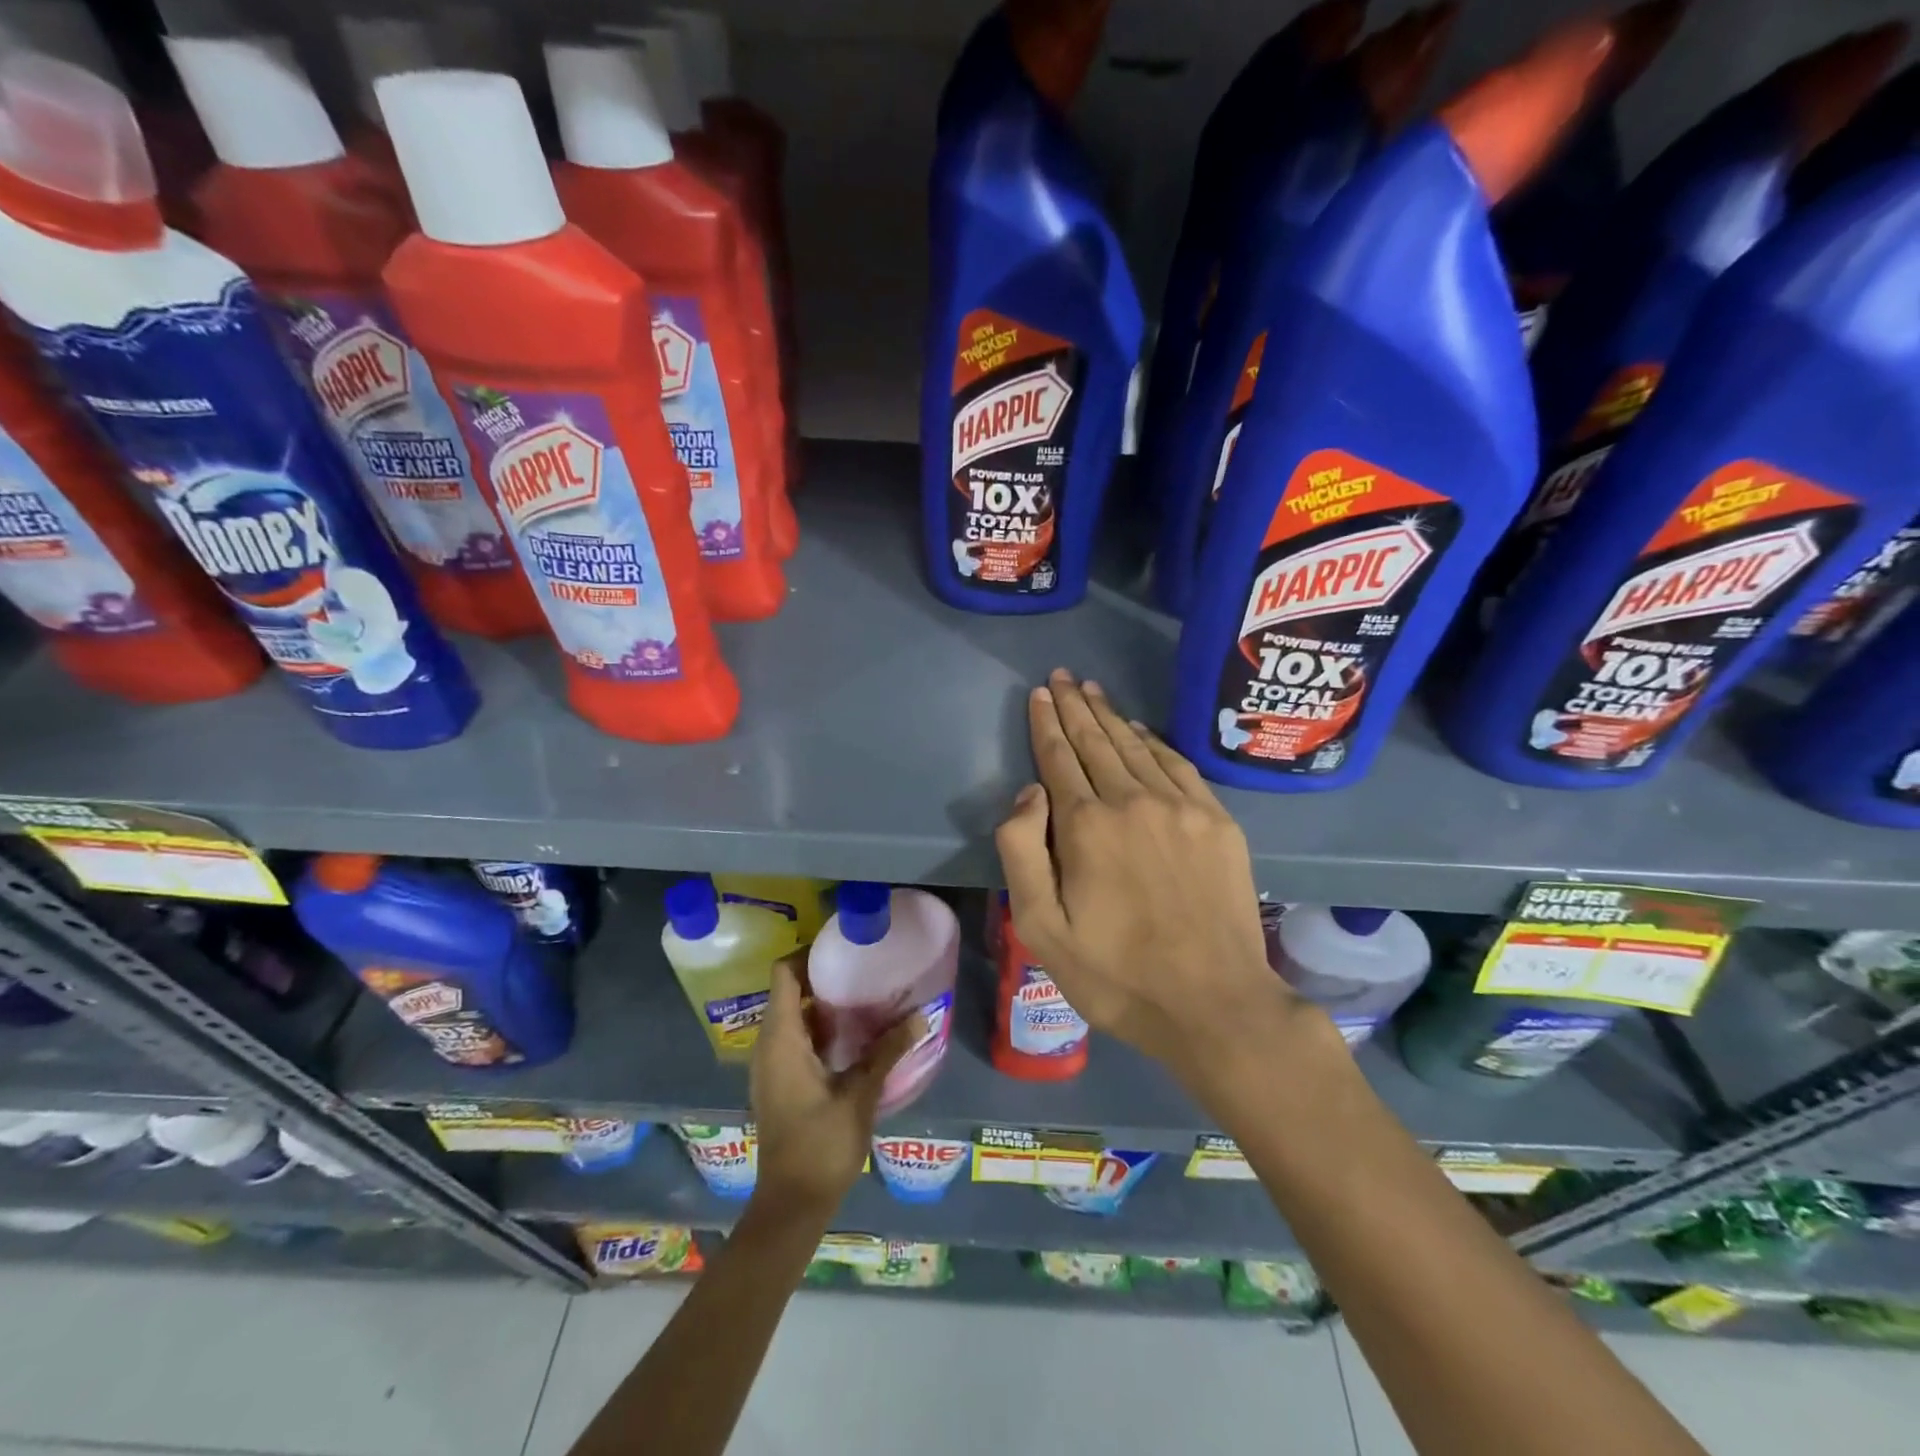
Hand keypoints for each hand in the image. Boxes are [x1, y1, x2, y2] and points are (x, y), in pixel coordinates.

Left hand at [747, 955, 921, 1216]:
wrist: (791, 1204)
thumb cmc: (821, 1145)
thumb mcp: (860, 1094)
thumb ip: (887, 1051)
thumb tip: (921, 1017)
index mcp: (781, 1038)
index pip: (783, 974)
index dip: (808, 953)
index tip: (843, 945)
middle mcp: (769, 1044)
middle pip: (789, 990)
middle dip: (823, 975)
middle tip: (863, 965)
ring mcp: (771, 1064)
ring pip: (793, 1015)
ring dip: (823, 1002)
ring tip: (865, 992)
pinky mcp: (780, 1081)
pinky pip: (796, 1037)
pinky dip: (820, 1026)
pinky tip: (855, 1033)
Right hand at [995, 669, 1305, 1091]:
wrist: (1213, 1004)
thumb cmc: (1115, 974)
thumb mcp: (1041, 928)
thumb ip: (1022, 852)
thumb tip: (1029, 791)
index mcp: (1086, 826)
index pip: (1058, 759)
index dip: (1046, 724)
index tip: (1039, 694)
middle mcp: (1132, 801)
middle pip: (1097, 743)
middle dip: (1075, 708)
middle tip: (1062, 677)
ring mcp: (1181, 808)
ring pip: (1136, 747)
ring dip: (1111, 717)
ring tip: (1092, 691)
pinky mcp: (1217, 822)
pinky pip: (1178, 766)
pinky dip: (1154, 742)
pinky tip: (1141, 731)